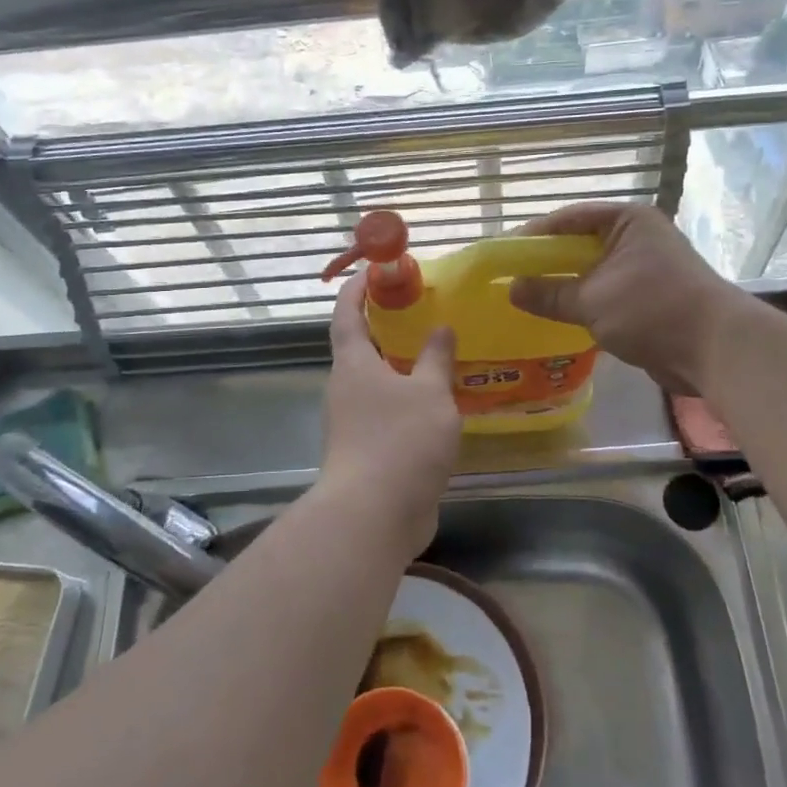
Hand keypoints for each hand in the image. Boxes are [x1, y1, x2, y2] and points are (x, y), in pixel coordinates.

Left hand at [318, 274, 460, 554]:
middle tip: (423, 312)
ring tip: (440, 356)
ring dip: (403, 368)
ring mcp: (353, 423)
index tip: (375, 270)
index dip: (357, 289)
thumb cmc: (400, 441)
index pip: (346, 314)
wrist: (374, 515)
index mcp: (353, 364)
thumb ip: (437, 359)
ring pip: (378, 383)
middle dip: (388, 327)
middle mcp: (346, 388)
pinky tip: (439, 405)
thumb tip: (441, 328)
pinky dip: (409, 401)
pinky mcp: (368, 452)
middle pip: (362, 348)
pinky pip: (388, 414)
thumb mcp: (430, 393)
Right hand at [509, 203, 744, 394]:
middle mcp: (638, 239)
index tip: (505, 253)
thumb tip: (512, 289)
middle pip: (581, 245)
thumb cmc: (652, 309)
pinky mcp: (650, 300)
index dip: (536, 235)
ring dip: (565, 286)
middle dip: (548, 263)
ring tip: (529, 299)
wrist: (715, 349)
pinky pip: (606, 295)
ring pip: (593, 273)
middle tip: (513, 278)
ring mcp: (645, 270)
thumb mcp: (592, 300)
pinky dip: (584, 304)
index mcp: (627, 222)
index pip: (570, 219)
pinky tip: (560, 318)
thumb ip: (549, 293)